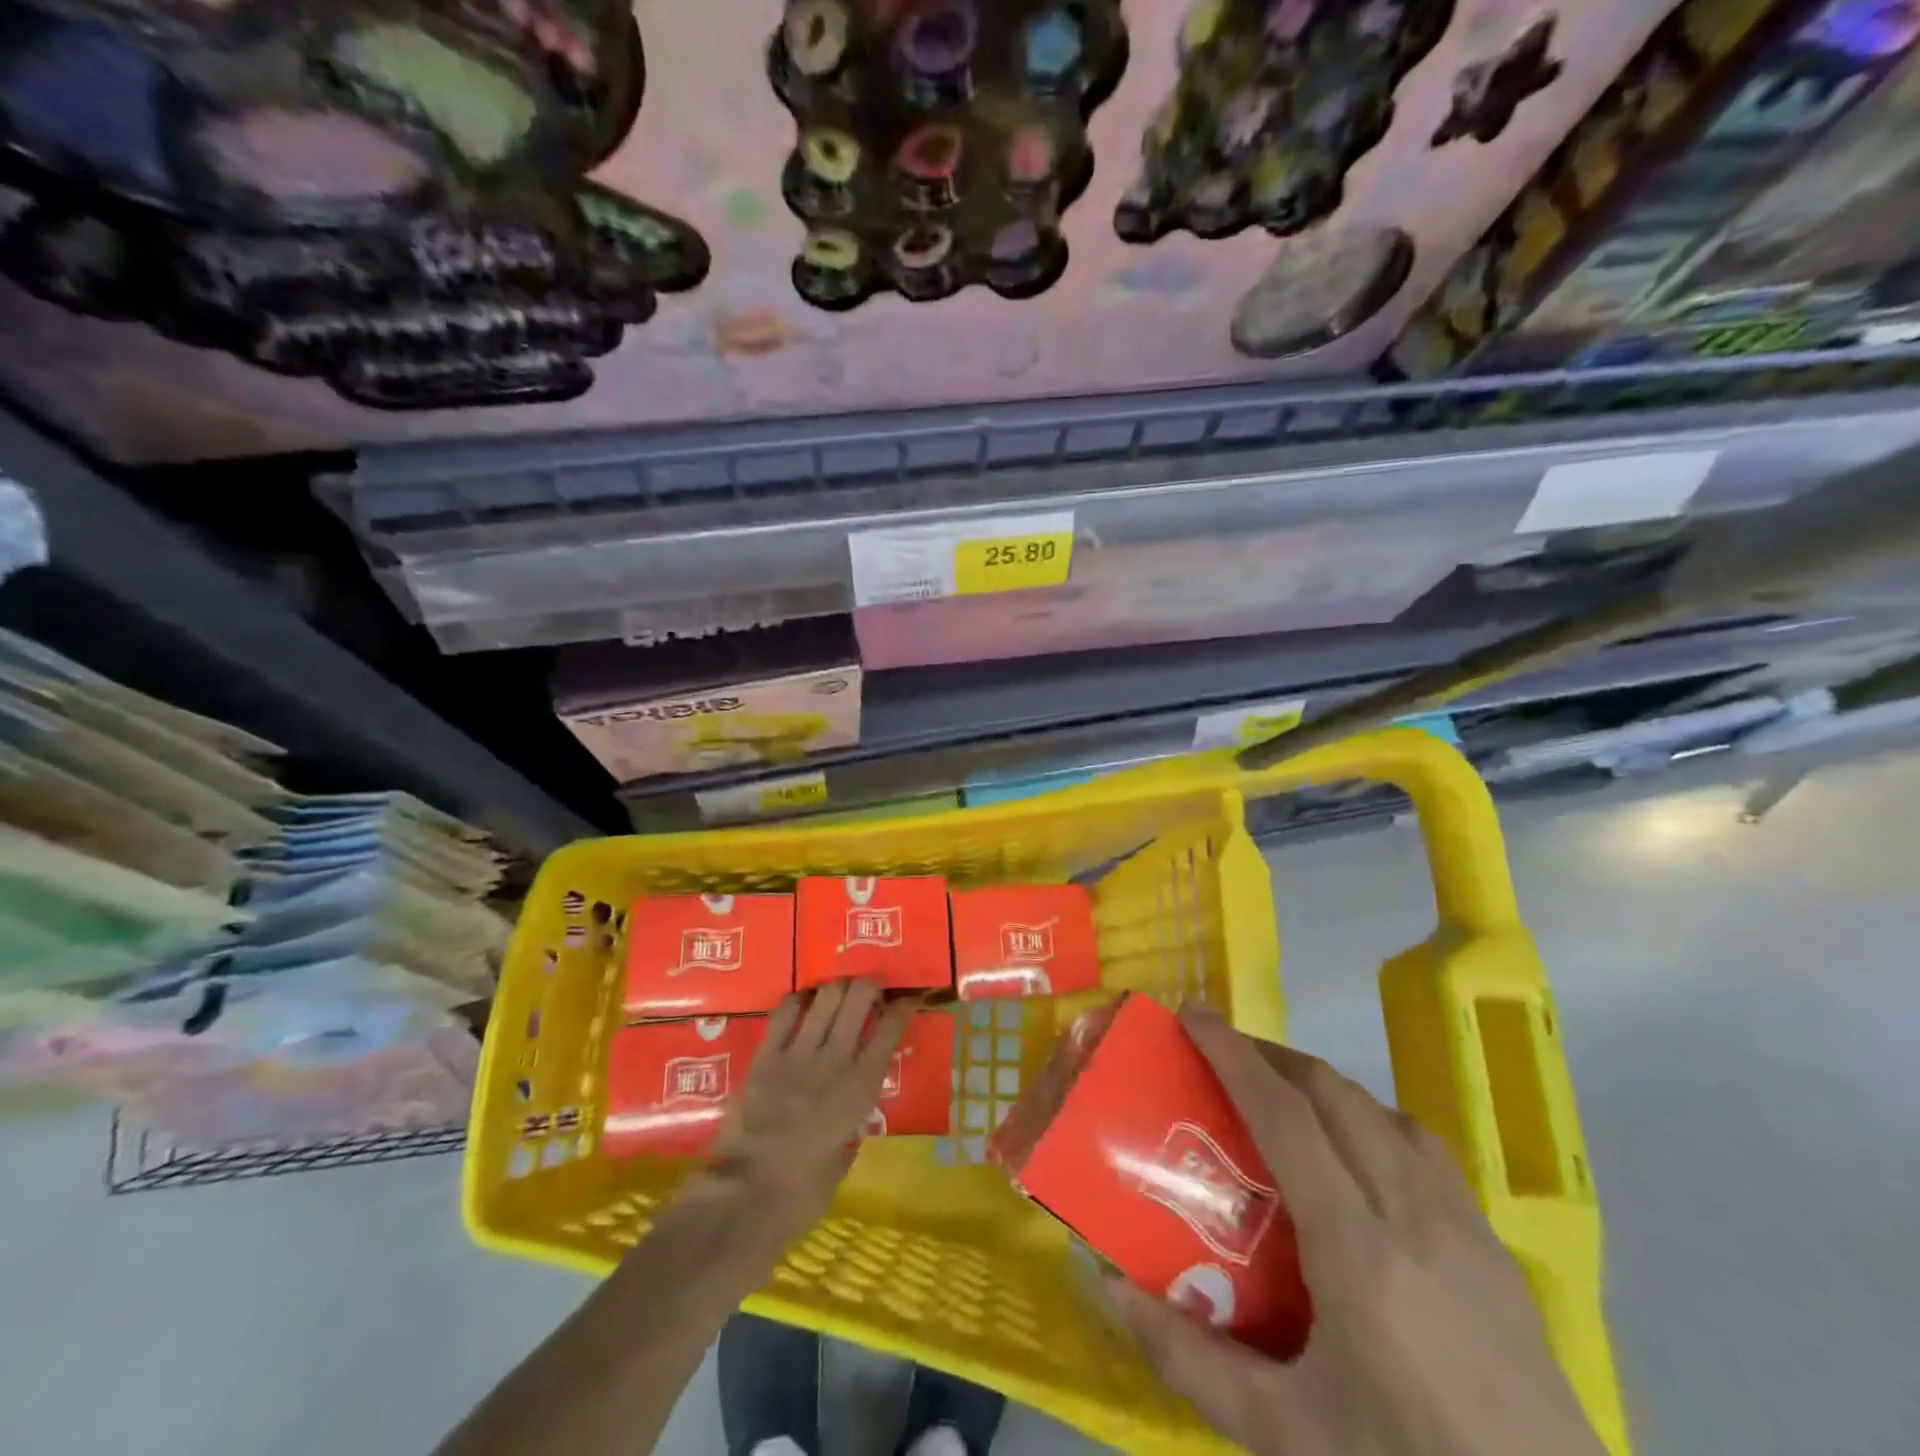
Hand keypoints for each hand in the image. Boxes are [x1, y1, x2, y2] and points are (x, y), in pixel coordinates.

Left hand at [707, 978, 913, 1241]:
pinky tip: (802, 1005)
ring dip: (836, 988)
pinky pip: (784, 1011)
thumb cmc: (800, 1195)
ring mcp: (798, 1054)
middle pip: (859, 997)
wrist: (743, 1200)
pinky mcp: (765, 1056)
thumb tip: (852, 1117)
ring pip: (825, 995)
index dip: (903, 1007)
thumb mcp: (843, 1163)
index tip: (907, 999)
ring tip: (838, 994)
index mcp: (861, 1089)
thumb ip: (852, 1129)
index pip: (890, 1029)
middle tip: (871, 989)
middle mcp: (835, 1060)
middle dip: (870, 985)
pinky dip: (798, 1001)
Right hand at [1107, 1011, 1605, 1455]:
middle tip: (1220, 1056)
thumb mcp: (1284, 1437)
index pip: (1286, 1115)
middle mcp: (1412, 1213)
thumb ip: (1187, 1359)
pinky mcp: (1495, 1247)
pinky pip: (1420, 1146)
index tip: (1193, 1017)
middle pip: (1333, 1093)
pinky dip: (1368, 1119)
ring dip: (1320, 1084)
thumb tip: (1108, 1286)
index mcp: (1356, 1250)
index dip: (1234, 1055)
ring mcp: (1463, 1225)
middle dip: (1270, 1056)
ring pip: (1380, 1110)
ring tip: (1279, 1098)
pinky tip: (1353, 1159)